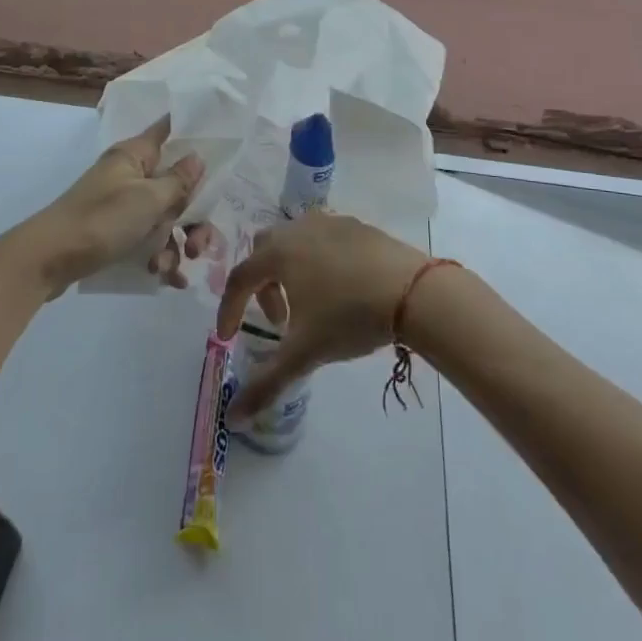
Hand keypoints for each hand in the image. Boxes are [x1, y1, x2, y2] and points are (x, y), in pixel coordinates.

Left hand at [8, 119, 204, 297]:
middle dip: (192, 217)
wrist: (47, 261)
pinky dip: (160, 257)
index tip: (220, 144)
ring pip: (164, 218)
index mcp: (135, 156)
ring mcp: (122, 205)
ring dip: (175, 244)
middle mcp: (130, 175)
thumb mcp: (148, 200)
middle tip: (199, 244)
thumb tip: (196, 157)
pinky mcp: (115, 232)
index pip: (168, 131)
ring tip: (172, 268)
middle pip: (175, 185)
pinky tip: (169, 279)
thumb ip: (178, 181)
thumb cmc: (101, 220)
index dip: (192, 134)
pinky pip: (147, 240)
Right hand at [215, 213, 425, 419]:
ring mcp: (330, 223)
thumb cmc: (349, 316)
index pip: (240, 278)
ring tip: (310, 304)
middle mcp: (297, 229)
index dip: (229, 308)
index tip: (229, 337)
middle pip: (264, 251)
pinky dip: (318, 260)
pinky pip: (324, 238)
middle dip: (262, 286)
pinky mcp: (357, 226)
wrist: (412, 291)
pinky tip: (340, 287)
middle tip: (279, 319)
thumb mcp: (305, 353)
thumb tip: (233, 417)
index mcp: (277, 253)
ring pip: (295, 241)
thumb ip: (266, 384)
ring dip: (290, 271)